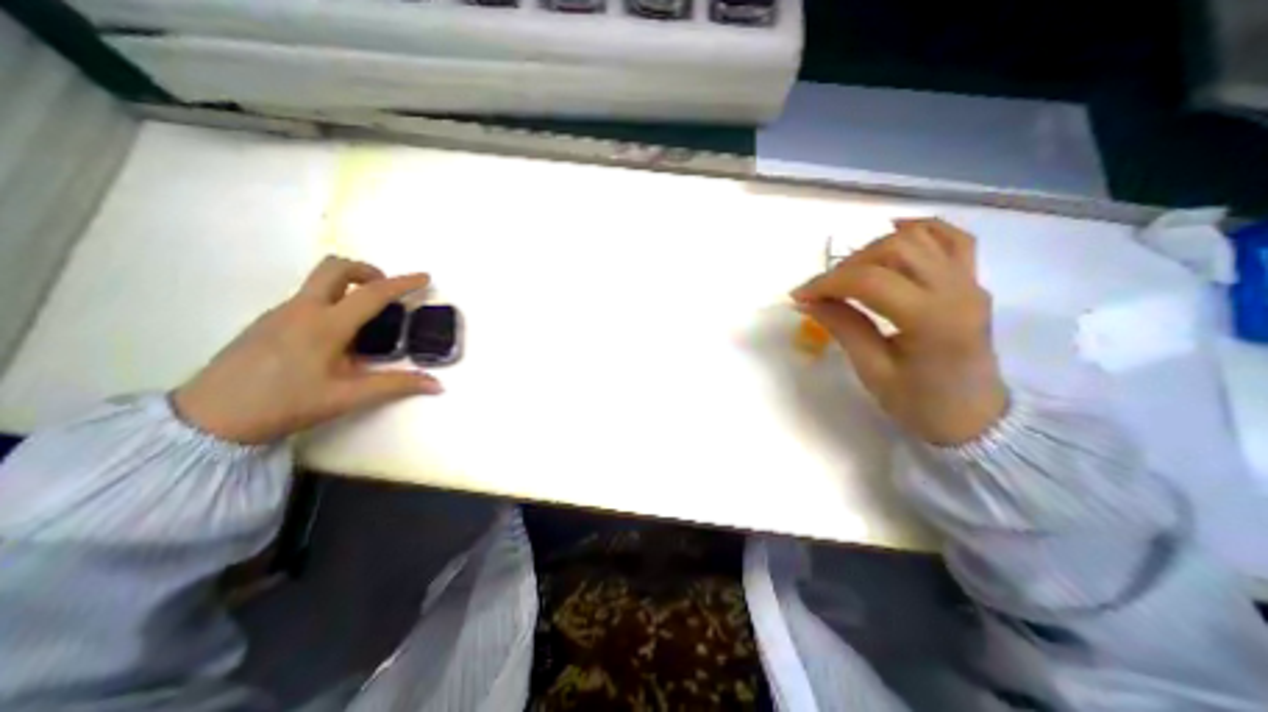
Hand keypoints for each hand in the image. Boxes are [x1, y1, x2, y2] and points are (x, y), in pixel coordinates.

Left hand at [173, 255, 442, 445]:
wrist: (209, 419)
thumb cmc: (286, 404)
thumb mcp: (349, 397)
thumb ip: (396, 385)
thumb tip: (437, 385)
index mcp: (325, 325)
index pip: (372, 294)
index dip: (402, 283)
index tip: (424, 277)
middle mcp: (301, 310)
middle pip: (335, 267)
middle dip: (367, 270)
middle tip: (385, 291)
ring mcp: (279, 313)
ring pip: (318, 281)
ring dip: (348, 285)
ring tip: (366, 317)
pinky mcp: (267, 322)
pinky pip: (306, 298)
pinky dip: (331, 301)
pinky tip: (336, 335)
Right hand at [790, 217, 1012, 444]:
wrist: (976, 419)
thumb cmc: (920, 403)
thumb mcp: (873, 371)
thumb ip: (842, 327)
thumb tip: (808, 302)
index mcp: (931, 319)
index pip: (870, 281)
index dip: (827, 283)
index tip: (799, 296)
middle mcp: (956, 289)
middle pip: (894, 249)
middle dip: (848, 264)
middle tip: (824, 289)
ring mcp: (969, 281)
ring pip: (918, 237)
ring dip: (874, 247)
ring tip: (850, 272)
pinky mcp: (972, 280)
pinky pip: (952, 238)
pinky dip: (920, 229)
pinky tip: (893, 235)